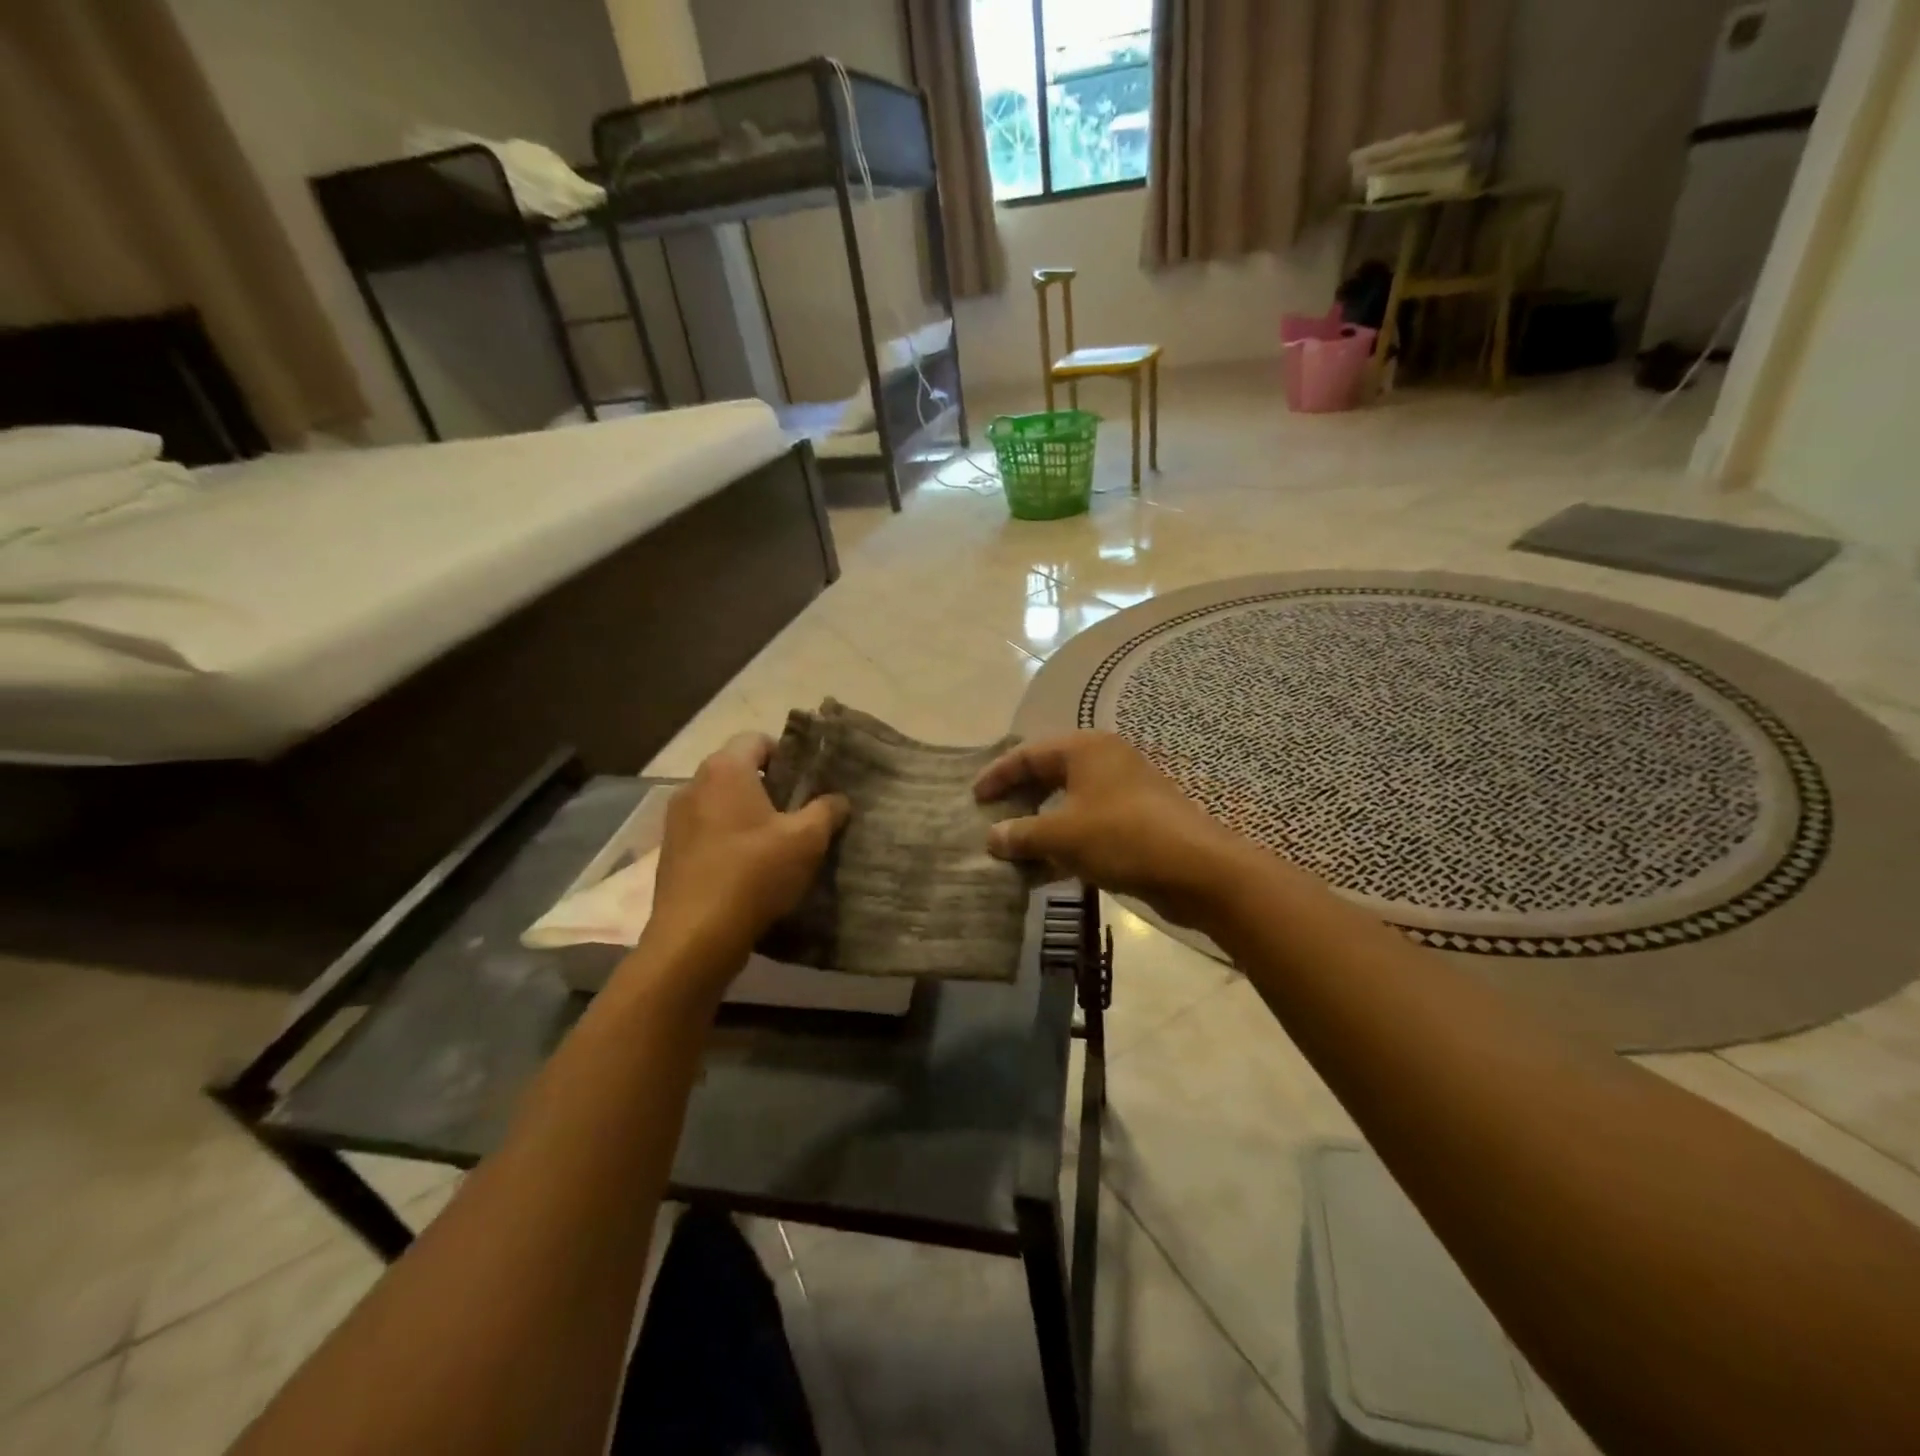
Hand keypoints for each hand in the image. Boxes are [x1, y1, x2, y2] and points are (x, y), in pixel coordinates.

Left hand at [643, 733, 848, 977]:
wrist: (695, 937)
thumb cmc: (754, 873)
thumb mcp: (806, 840)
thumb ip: (827, 811)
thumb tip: (838, 799)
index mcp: (725, 770)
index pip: (757, 740)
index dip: (786, 755)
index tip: (806, 783)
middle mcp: (693, 786)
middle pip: (737, 771)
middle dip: (768, 787)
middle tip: (798, 813)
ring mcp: (676, 820)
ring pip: (720, 803)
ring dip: (746, 815)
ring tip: (775, 844)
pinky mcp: (669, 853)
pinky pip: (705, 832)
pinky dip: (727, 840)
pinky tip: (747, 869)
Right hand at [973, 731, 1249, 928]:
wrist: (1198, 869)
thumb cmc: (1122, 837)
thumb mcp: (1062, 836)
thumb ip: (1022, 834)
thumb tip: (992, 837)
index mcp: (1085, 749)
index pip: (1028, 754)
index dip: (997, 776)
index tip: (973, 798)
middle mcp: (1104, 761)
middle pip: (1048, 775)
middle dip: (1018, 800)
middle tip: (991, 820)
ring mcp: (1123, 791)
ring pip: (1068, 804)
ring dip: (1039, 827)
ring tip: (1011, 850)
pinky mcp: (1136, 821)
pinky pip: (1087, 826)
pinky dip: (1064, 844)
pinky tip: (1044, 872)